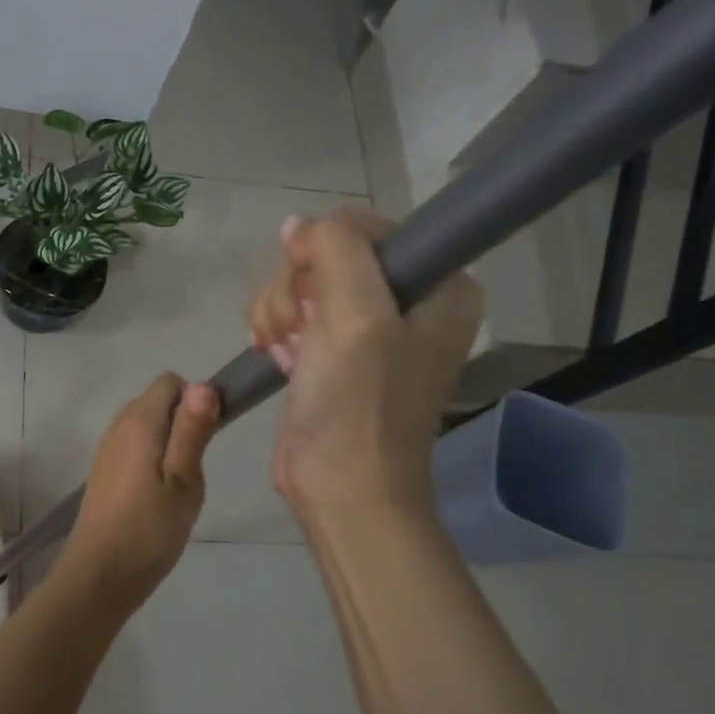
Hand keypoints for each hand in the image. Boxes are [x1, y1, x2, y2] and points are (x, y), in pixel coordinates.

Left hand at [56, 374, 220, 612]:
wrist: (100, 574)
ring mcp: (108, 448)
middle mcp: (118, 425)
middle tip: (195, 468)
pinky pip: (135, 447)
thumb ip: (192, 430)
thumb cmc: (149, 528)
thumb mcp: (184, 480)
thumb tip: (203, 384)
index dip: (196, 400)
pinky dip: (152, 460)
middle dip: (184, 424)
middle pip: (158, 402)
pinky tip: (158, 497)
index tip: (208, 438)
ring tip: (179, 486)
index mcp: (139, 421)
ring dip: (169, 444)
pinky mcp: (104, 471)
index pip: (171, 382)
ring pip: (147, 426)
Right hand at [248, 210, 481, 519]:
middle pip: (329, 254)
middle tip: (299, 333)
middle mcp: (407, 299)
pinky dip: (275, 331)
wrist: (340, 488)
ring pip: (301, 282)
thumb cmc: (358, 405)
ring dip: (279, 313)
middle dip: (297, 290)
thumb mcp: (355, 315)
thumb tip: (297, 225)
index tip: (315, 299)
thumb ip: (335, 249)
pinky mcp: (331, 350)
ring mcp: (366, 327)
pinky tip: (279, 359)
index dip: (327, 253)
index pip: (368, 228)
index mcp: (439, 285)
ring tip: (287, 353)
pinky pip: (291, 312)